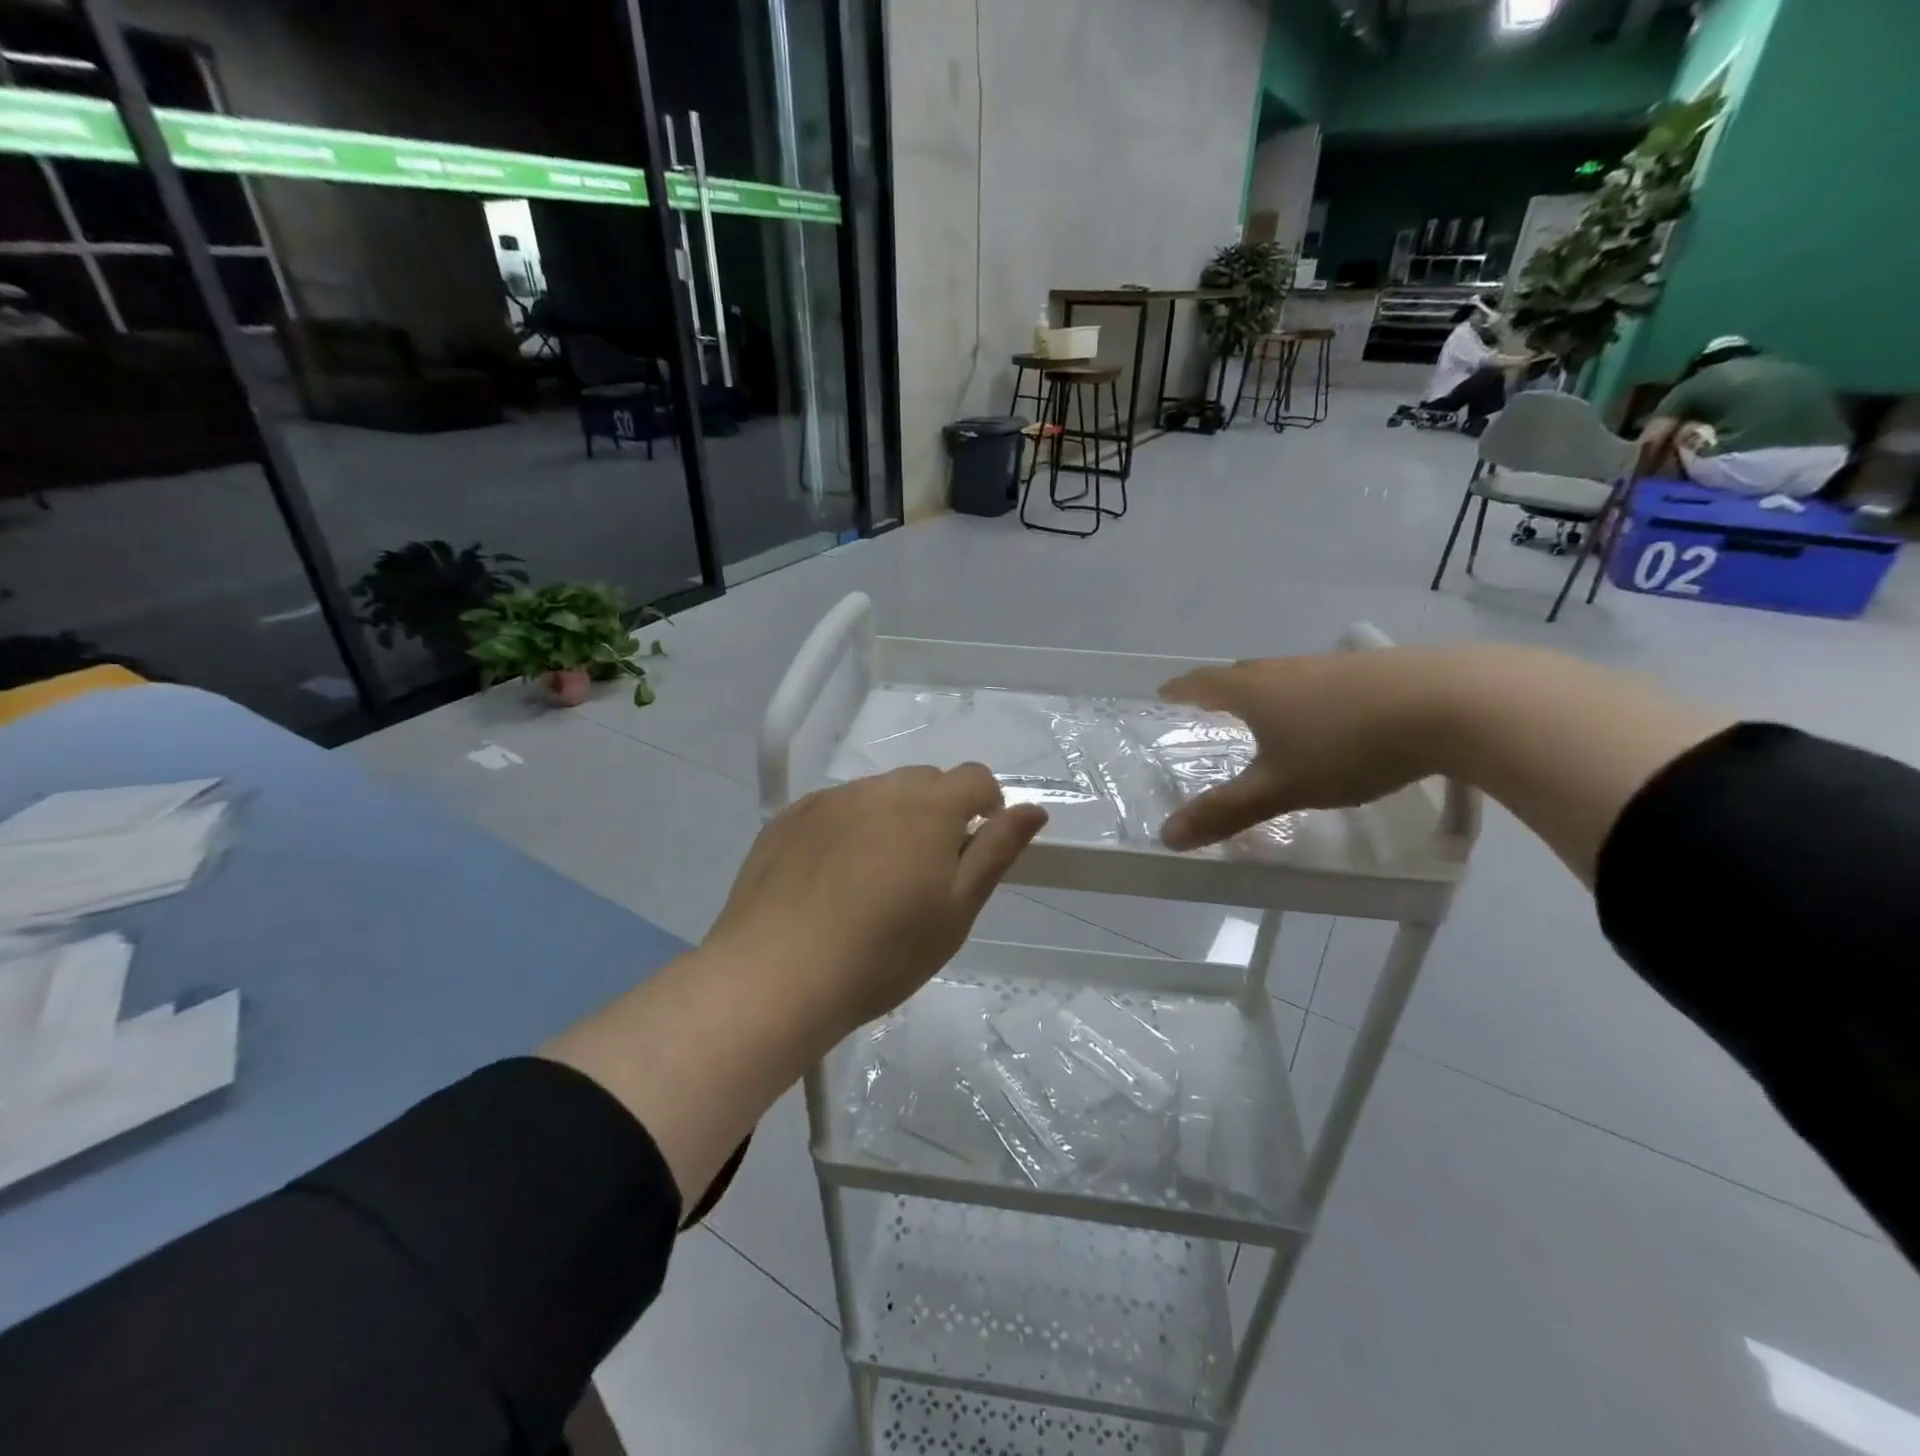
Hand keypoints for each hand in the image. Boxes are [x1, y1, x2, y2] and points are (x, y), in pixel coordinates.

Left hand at [705, 765, 1047, 1026]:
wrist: (775, 977)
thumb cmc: (883, 954)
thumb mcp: (956, 911)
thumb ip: (996, 851)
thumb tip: (1033, 809)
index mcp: (927, 807)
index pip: (975, 777)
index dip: (987, 806)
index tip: (975, 849)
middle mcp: (878, 789)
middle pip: (925, 782)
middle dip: (938, 812)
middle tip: (925, 874)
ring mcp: (828, 800)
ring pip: (877, 794)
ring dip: (891, 819)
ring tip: (873, 881)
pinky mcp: (788, 819)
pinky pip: (834, 809)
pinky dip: (847, 829)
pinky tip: (831, 880)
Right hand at [1158, 651, 1454, 850]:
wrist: (1453, 703)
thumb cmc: (1348, 746)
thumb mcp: (1281, 788)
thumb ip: (1225, 811)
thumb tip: (1166, 836)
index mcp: (1255, 691)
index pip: (1204, 684)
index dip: (1181, 690)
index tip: (1165, 692)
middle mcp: (1288, 670)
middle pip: (1243, 674)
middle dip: (1221, 690)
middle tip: (1210, 705)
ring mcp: (1334, 666)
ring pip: (1286, 677)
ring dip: (1267, 693)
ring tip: (1267, 712)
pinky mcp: (1376, 670)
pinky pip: (1323, 682)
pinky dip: (1310, 697)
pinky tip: (1331, 715)